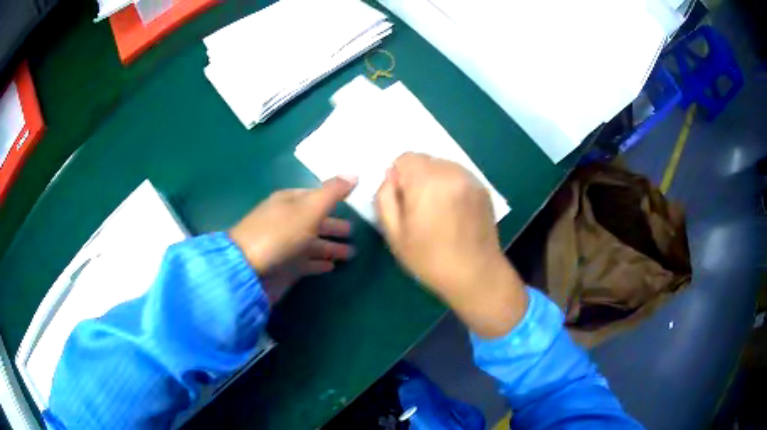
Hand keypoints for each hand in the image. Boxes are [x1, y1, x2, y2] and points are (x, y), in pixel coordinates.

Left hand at [229, 176, 356, 303]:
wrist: (248, 269)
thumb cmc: (280, 234)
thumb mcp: (309, 209)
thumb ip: (332, 193)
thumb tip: (355, 174)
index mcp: (289, 202)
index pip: (314, 196)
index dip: (333, 199)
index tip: (352, 203)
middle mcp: (286, 222)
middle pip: (314, 222)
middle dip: (333, 226)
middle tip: (353, 232)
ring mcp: (284, 245)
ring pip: (312, 244)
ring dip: (330, 248)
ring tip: (350, 254)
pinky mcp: (283, 266)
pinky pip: (306, 263)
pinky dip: (318, 264)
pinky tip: (331, 267)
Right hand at [375, 153, 526, 337]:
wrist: (475, 274)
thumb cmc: (430, 258)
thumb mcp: (394, 233)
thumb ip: (385, 198)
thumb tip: (391, 178)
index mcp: (427, 181)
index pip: (405, 158)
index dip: (398, 177)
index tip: (403, 201)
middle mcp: (451, 172)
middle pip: (425, 160)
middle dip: (417, 178)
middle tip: (420, 209)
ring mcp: (470, 179)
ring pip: (442, 166)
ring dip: (435, 181)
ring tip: (439, 211)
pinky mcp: (483, 188)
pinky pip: (458, 176)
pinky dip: (451, 186)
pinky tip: (454, 212)